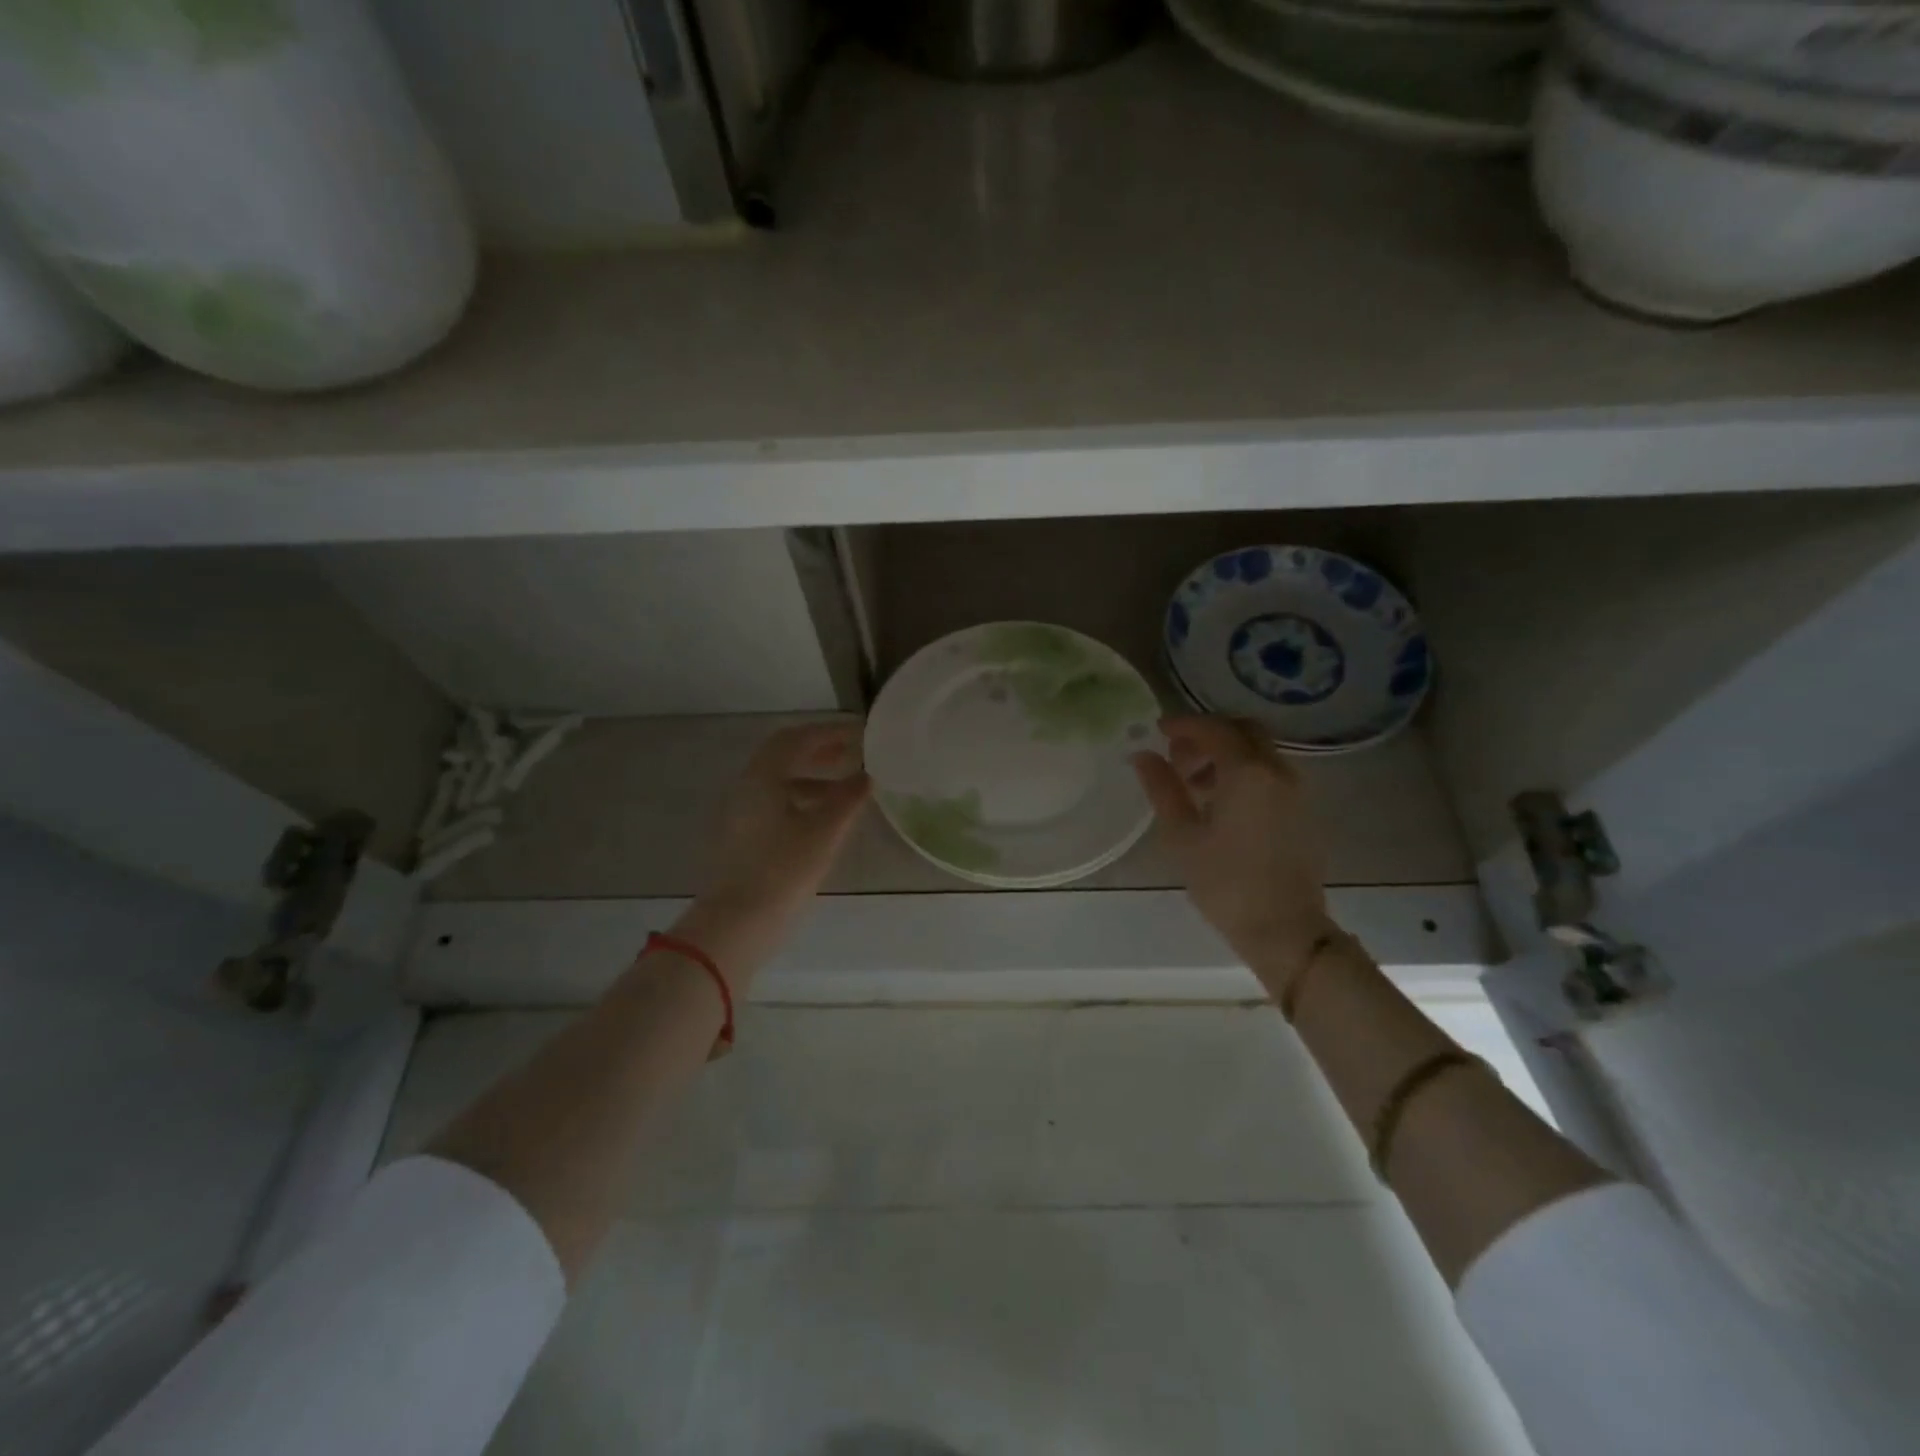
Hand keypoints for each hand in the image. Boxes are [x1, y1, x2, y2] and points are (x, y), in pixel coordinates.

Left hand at [675, 721, 870, 982]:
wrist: (737, 923)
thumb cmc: (783, 870)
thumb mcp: (825, 832)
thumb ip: (849, 799)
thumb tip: (867, 776)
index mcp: (763, 777)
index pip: (797, 738)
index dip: (830, 732)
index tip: (860, 734)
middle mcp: (747, 787)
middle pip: (784, 756)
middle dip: (820, 750)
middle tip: (854, 753)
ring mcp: (741, 812)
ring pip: (780, 781)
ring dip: (814, 777)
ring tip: (848, 787)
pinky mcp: (744, 836)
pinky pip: (776, 803)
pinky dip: (803, 799)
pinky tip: (825, 818)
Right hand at [1131, 715, 1335, 988]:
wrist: (1285, 929)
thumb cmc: (1225, 883)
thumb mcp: (1182, 836)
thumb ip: (1162, 788)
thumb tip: (1143, 756)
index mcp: (1247, 773)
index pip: (1213, 729)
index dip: (1183, 725)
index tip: (1157, 731)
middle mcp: (1278, 771)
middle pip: (1243, 731)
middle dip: (1208, 735)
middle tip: (1178, 757)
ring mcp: (1296, 790)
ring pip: (1259, 752)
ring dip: (1226, 754)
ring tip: (1194, 786)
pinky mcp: (1303, 810)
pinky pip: (1270, 773)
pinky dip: (1244, 772)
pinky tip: (1221, 804)